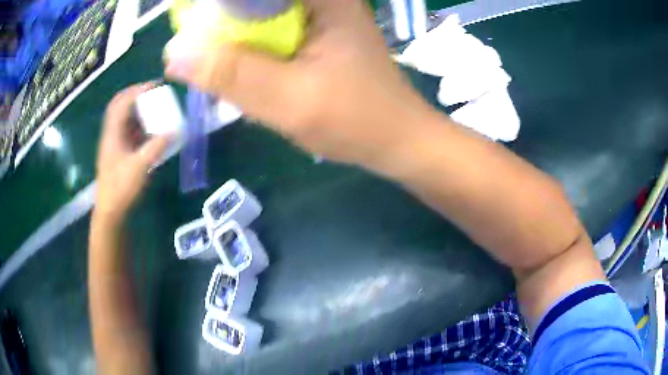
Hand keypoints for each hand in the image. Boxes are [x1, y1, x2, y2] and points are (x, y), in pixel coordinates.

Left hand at [95, 83, 171, 224]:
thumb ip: (157, 146)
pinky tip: (150, 129)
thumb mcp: (140, 167)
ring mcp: (114, 143)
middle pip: (120, 105)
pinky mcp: (118, 152)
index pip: (123, 102)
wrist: (110, 211)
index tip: (156, 85)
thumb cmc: (121, 188)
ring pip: (124, 118)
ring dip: (138, 110)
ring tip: (154, 108)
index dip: (138, 90)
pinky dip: (139, 125)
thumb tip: (176, 130)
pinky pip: (128, 130)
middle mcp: (111, 134)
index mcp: (113, 133)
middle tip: (153, 93)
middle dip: (136, 95)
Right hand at [164, 0, 435, 169]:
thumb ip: (231, 74)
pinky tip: (245, 69)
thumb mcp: (289, 100)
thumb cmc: (356, 121)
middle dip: (221, 21)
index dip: (216, 8)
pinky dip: (250, 46)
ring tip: (218, 63)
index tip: (189, 25)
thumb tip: (174, 53)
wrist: (396, 139)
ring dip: (233, 35)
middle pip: (254, 3)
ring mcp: (320, 13)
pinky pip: (270, 29)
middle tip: (196, 50)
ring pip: (259, 14)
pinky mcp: (316, 31)